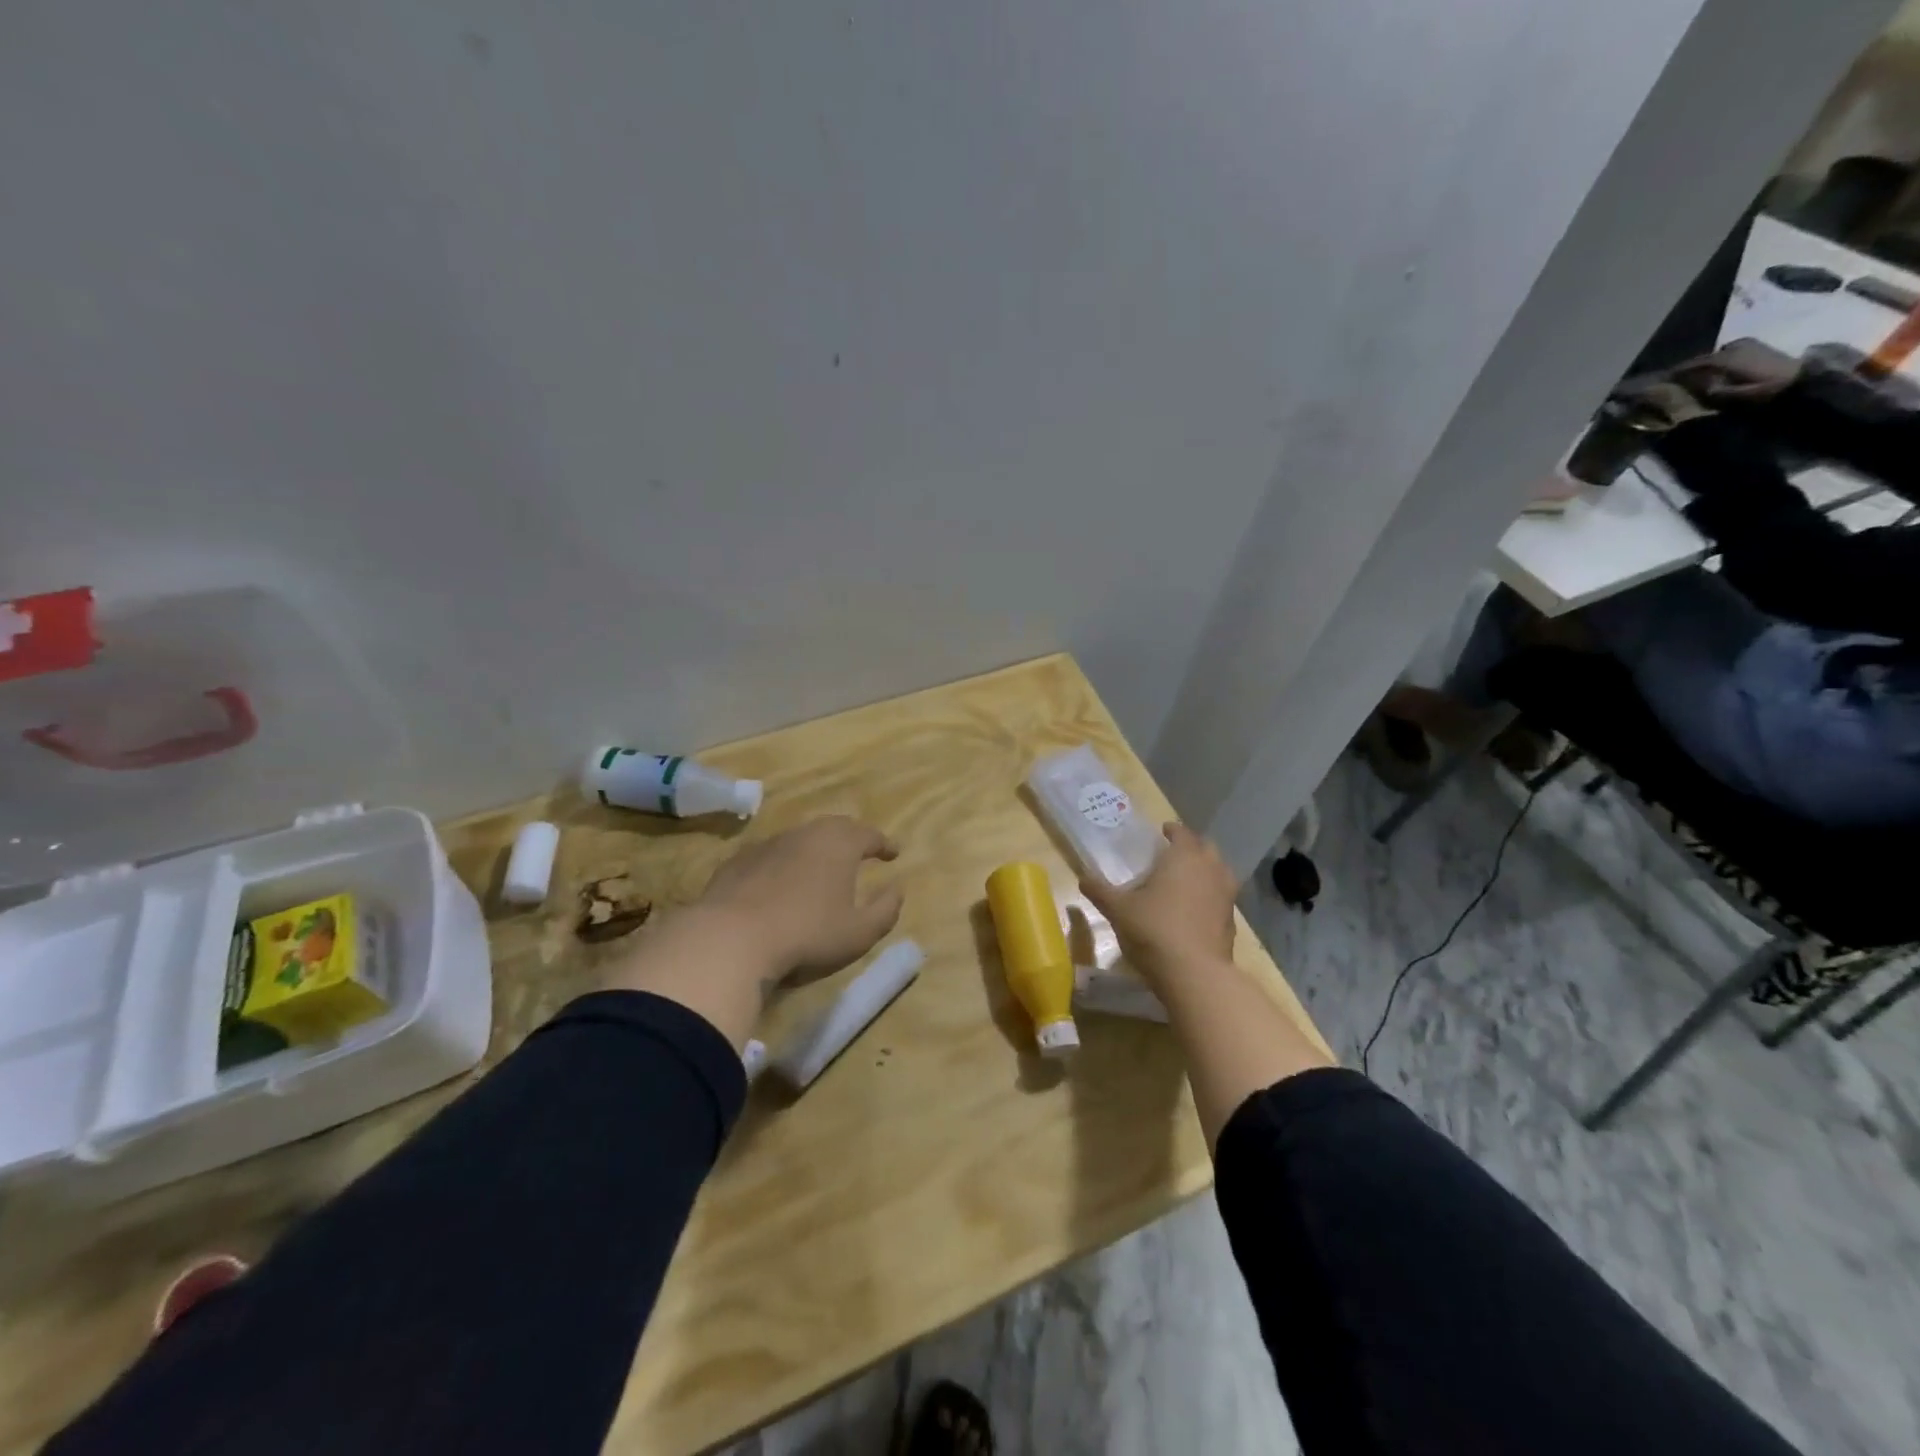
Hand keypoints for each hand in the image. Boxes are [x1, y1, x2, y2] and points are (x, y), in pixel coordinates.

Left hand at [601, 816, 903, 1047]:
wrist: (729, 940)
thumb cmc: (807, 934)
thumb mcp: (859, 933)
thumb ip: (886, 910)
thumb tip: (897, 889)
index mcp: (839, 844)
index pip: (869, 834)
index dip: (884, 844)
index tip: (893, 853)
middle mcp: (804, 834)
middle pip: (834, 828)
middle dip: (850, 838)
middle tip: (859, 852)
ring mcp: (767, 845)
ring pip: (799, 839)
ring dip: (814, 850)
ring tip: (821, 869)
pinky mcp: (737, 863)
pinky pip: (770, 857)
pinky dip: (783, 864)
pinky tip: (779, 884)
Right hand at [1080, 823, 1235, 988]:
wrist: (1194, 974)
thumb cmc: (1154, 930)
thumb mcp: (1119, 910)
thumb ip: (1100, 891)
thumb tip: (1082, 878)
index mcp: (1184, 857)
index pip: (1182, 832)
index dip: (1172, 830)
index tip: (1163, 832)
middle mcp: (1210, 869)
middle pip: (1206, 848)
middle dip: (1192, 848)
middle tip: (1173, 855)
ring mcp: (1226, 895)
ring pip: (1219, 872)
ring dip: (1205, 871)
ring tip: (1185, 882)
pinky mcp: (1231, 921)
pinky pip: (1221, 898)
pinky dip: (1210, 897)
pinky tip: (1194, 911)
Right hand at [1669, 338, 1800, 406]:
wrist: (1802, 379)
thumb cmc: (1764, 390)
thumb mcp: (1732, 395)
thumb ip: (1708, 390)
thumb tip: (1685, 387)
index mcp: (1725, 359)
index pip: (1691, 365)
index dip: (1674, 374)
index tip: (1658, 382)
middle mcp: (1732, 347)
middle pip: (1702, 358)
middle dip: (1688, 369)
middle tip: (1674, 382)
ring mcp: (1745, 344)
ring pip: (1714, 355)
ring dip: (1703, 365)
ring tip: (1694, 377)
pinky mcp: (1755, 345)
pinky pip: (1727, 352)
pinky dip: (1717, 361)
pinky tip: (1715, 370)